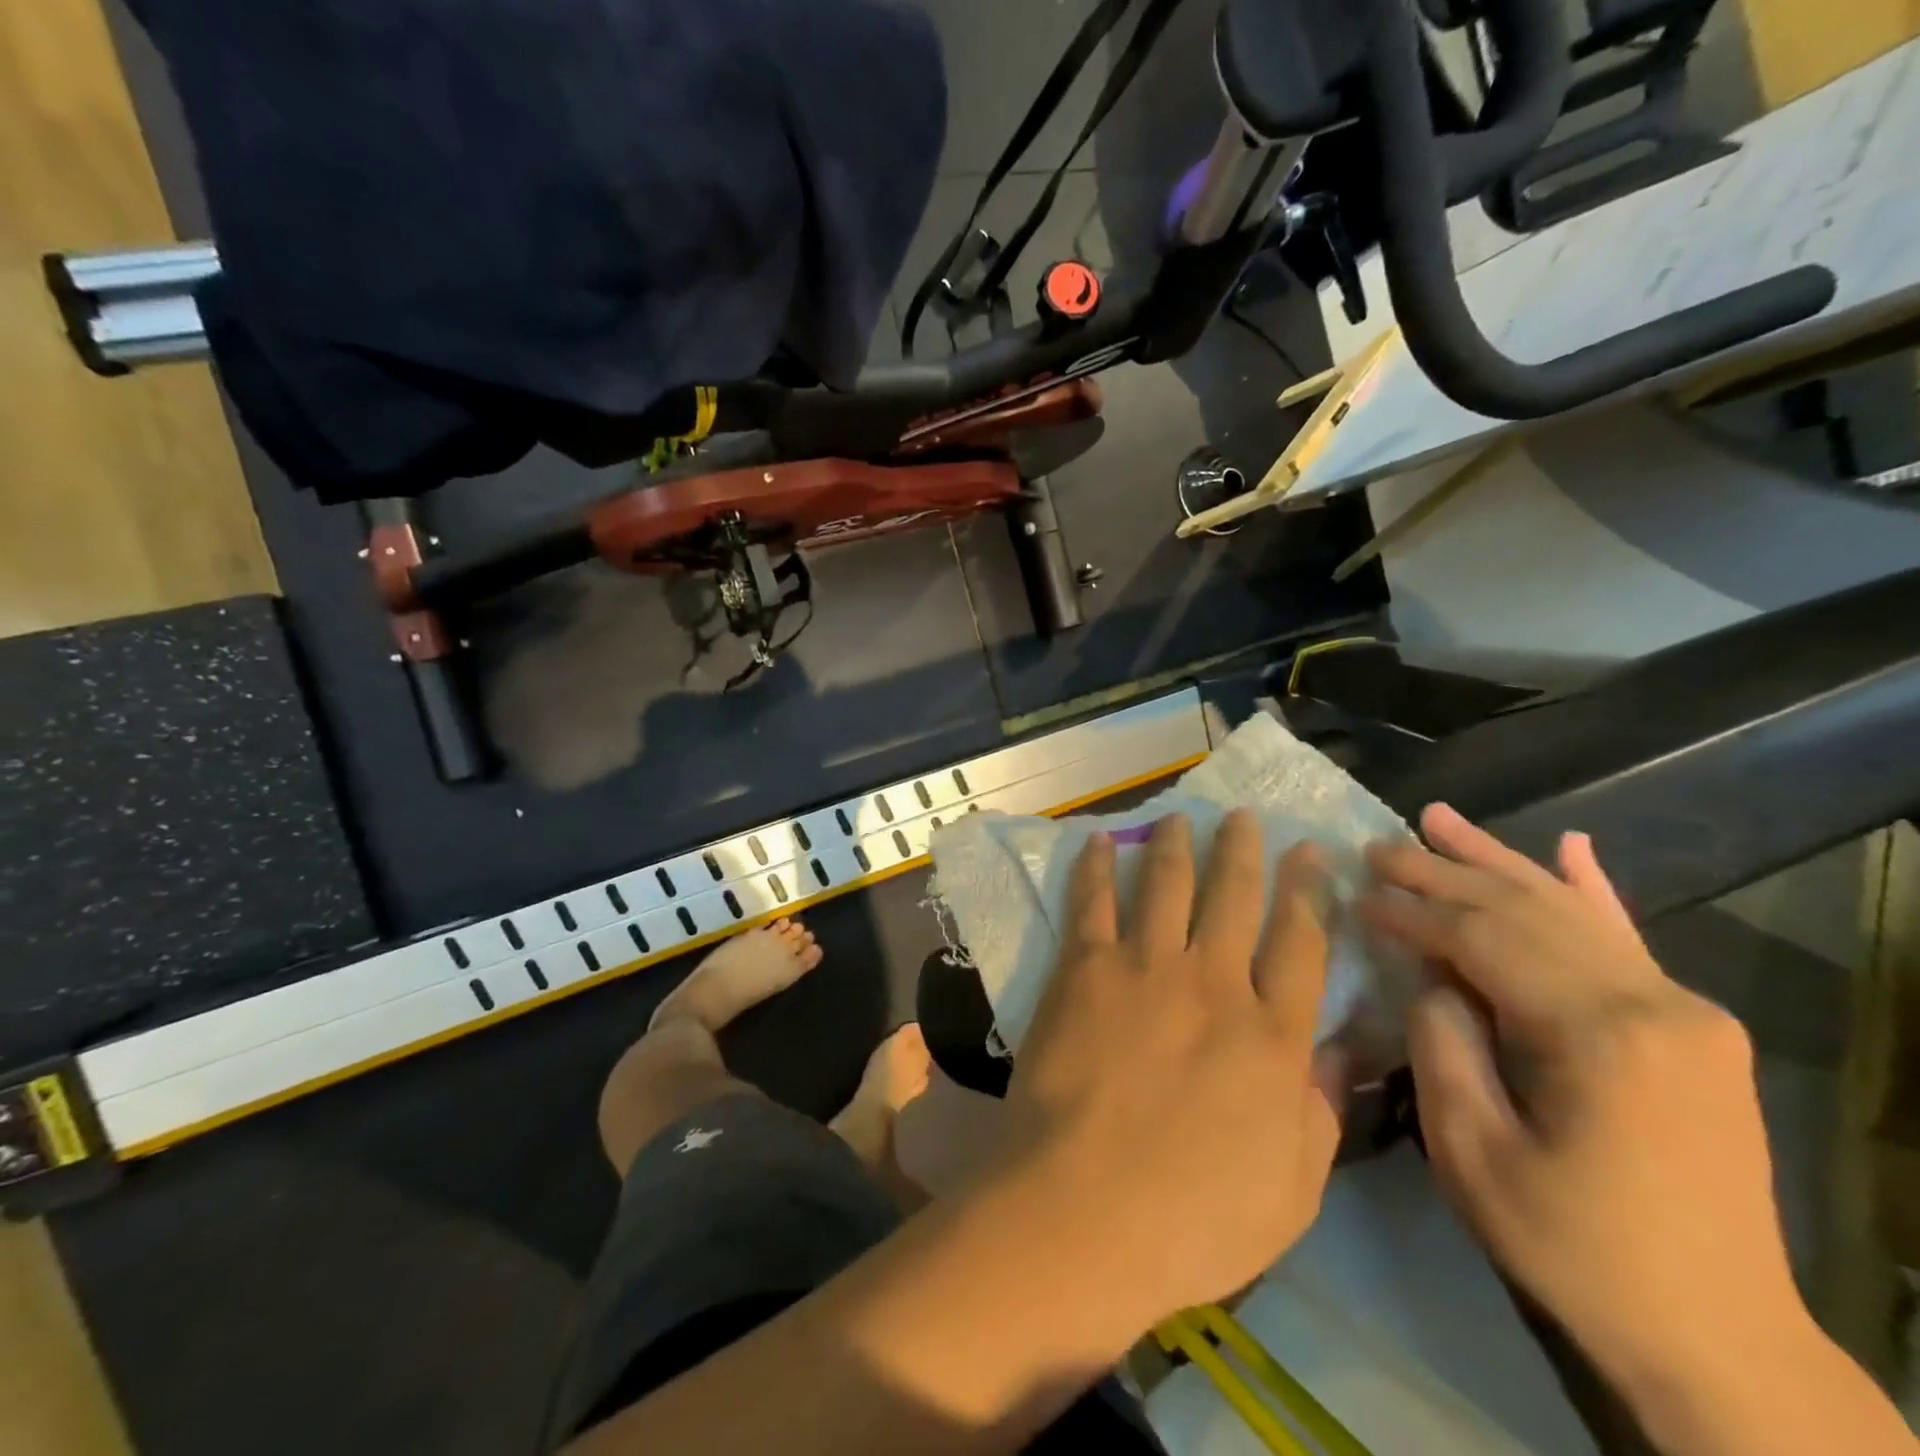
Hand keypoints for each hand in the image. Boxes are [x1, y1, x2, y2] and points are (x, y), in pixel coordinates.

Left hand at [1000, 810, 1341, 1328]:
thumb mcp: (1292, 1190)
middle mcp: (1212, 982)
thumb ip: (1320, 1113)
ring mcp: (1143, 967)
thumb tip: (1340, 1052)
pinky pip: (1093, 902)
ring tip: (1180, 818)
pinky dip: (1098, 867)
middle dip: (1243, 851)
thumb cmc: (1194, 1218)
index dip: (1309, 892)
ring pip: (1167, 885)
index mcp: (1271, 1033)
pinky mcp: (1085, 969)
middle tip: (1243, 817)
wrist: (1084, 1210)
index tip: (1310, 852)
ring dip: (1176, 846)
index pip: (1301, 942)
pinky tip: (1101, 841)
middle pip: (1234, 897)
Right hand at [1359, 804, 1809, 1407]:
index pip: (1482, 939)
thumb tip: (1431, 977)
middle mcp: (1653, 1003)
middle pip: (1524, 910)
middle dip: (1442, 872)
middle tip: (1377, 845)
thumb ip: (1443, 1044)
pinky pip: (1629, 939)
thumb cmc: (1574, 1248)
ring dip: (1498, 861)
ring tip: (1438, 818)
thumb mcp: (1474, 1153)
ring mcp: (1683, 1011)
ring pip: (1570, 910)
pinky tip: (1570, 846)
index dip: (1411, 911)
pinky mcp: (1693, 1029)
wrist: (1717, 1338)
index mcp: (1597, 1035)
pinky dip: (1592, 889)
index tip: (1356, 892)